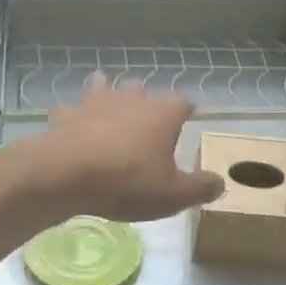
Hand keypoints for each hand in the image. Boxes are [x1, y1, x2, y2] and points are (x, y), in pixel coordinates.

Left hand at [23, 76, 224, 221]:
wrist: (64, 175)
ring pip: (105, 89)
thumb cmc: (126, 182)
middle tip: (149, 115)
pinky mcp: (65, 115)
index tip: (191, 115)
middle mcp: (130, 100)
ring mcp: (94, 103)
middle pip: (143, 91)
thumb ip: (200, 188)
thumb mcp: (173, 195)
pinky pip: (72, 109)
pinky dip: (75, 115)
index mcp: (162, 115)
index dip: (188, 110)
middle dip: (147, 101)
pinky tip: (73, 122)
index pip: (183, 103)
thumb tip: (221, 182)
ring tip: (111, 102)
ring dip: (109, 95)